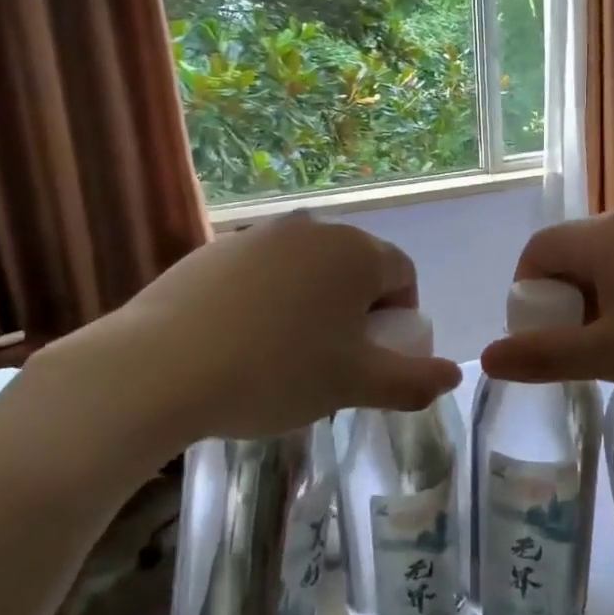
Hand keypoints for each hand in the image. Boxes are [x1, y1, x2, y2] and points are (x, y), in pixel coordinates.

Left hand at [26, 213, 461, 474]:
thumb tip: (455, 375)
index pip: (402, 275)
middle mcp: (310, 229)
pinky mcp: (211, 251)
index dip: (399, 320)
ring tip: (284, 358)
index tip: (375, 359)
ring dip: (312, 308)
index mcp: (355, 251)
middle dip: (356, 313)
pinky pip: (261, 275)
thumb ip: (414, 381)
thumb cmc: (276, 372)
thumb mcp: (355, 386)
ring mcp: (256, 235)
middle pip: (354, 269)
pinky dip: (267, 303)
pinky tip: (240, 344)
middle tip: (334, 363)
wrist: (159, 368)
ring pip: (306, 272)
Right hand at [479, 200, 613, 420]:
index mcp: (605, 235)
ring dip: (605, 298)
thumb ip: (545, 356)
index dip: (527, 293)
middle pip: (576, 252)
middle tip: (587, 349)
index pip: (538, 250)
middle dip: (568, 299)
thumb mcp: (610, 358)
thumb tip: (486, 359)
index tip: (544, 336)